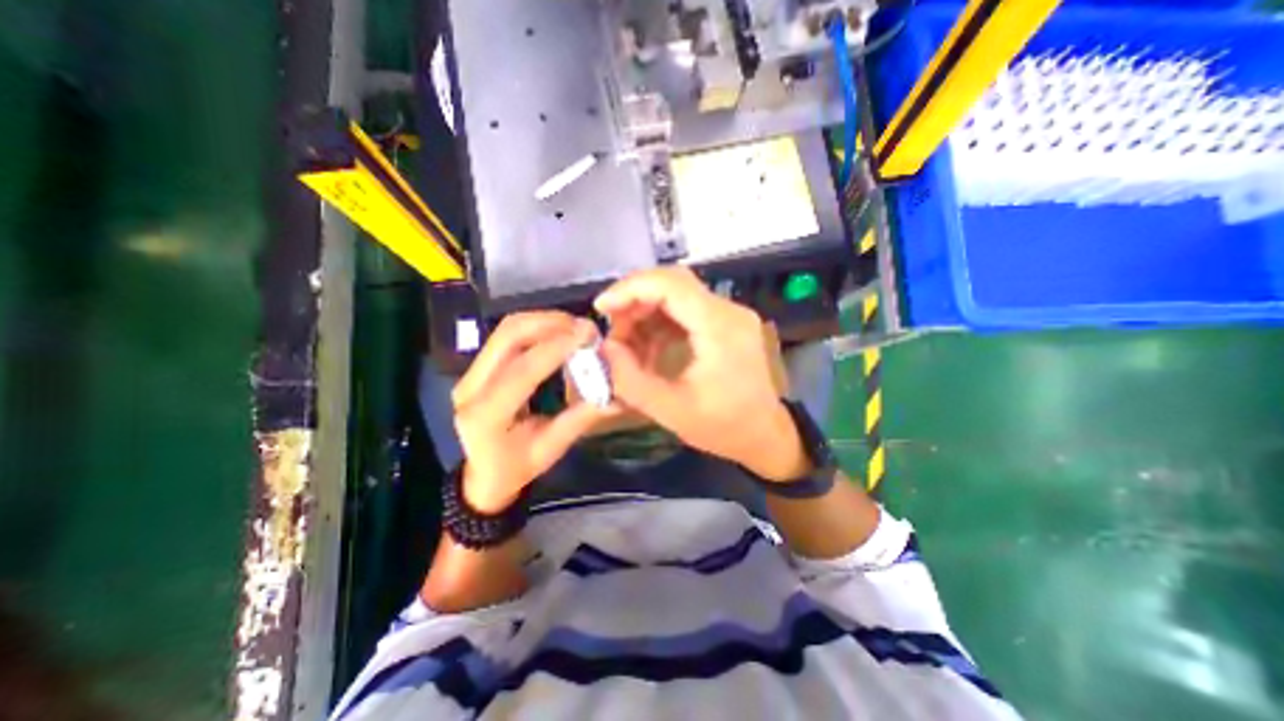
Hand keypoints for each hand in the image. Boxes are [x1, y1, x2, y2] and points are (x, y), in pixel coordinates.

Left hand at [454, 312, 607, 512]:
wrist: (483, 474)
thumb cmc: (516, 468)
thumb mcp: (551, 449)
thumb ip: (580, 419)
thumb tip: (617, 396)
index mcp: (486, 415)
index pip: (522, 371)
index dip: (556, 348)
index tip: (588, 335)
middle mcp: (471, 387)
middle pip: (508, 336)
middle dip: (550, 323)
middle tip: (585, 327)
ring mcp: (470, 372)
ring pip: (507, 329)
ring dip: (544, 321)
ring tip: (575, 328)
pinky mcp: (478, 365)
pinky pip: (507, 335)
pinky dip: (537, 327)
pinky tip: (559, 333)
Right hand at [596, 269, 804, 481]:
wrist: (766, 436)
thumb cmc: (723, 427)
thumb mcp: (671, 410)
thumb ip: (630, 379)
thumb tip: (605, 349)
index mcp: (719, 327)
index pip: (670, 284)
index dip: (629, 289)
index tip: (601, 309)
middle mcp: (728, 310)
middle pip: (673, 282)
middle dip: (634, 300)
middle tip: (613, 331)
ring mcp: (729, 314)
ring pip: (677, 294)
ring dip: (645, 312)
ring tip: (626, 343)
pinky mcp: (726, 323)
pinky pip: (686, 310)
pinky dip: (660, 322)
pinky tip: (648, 346)